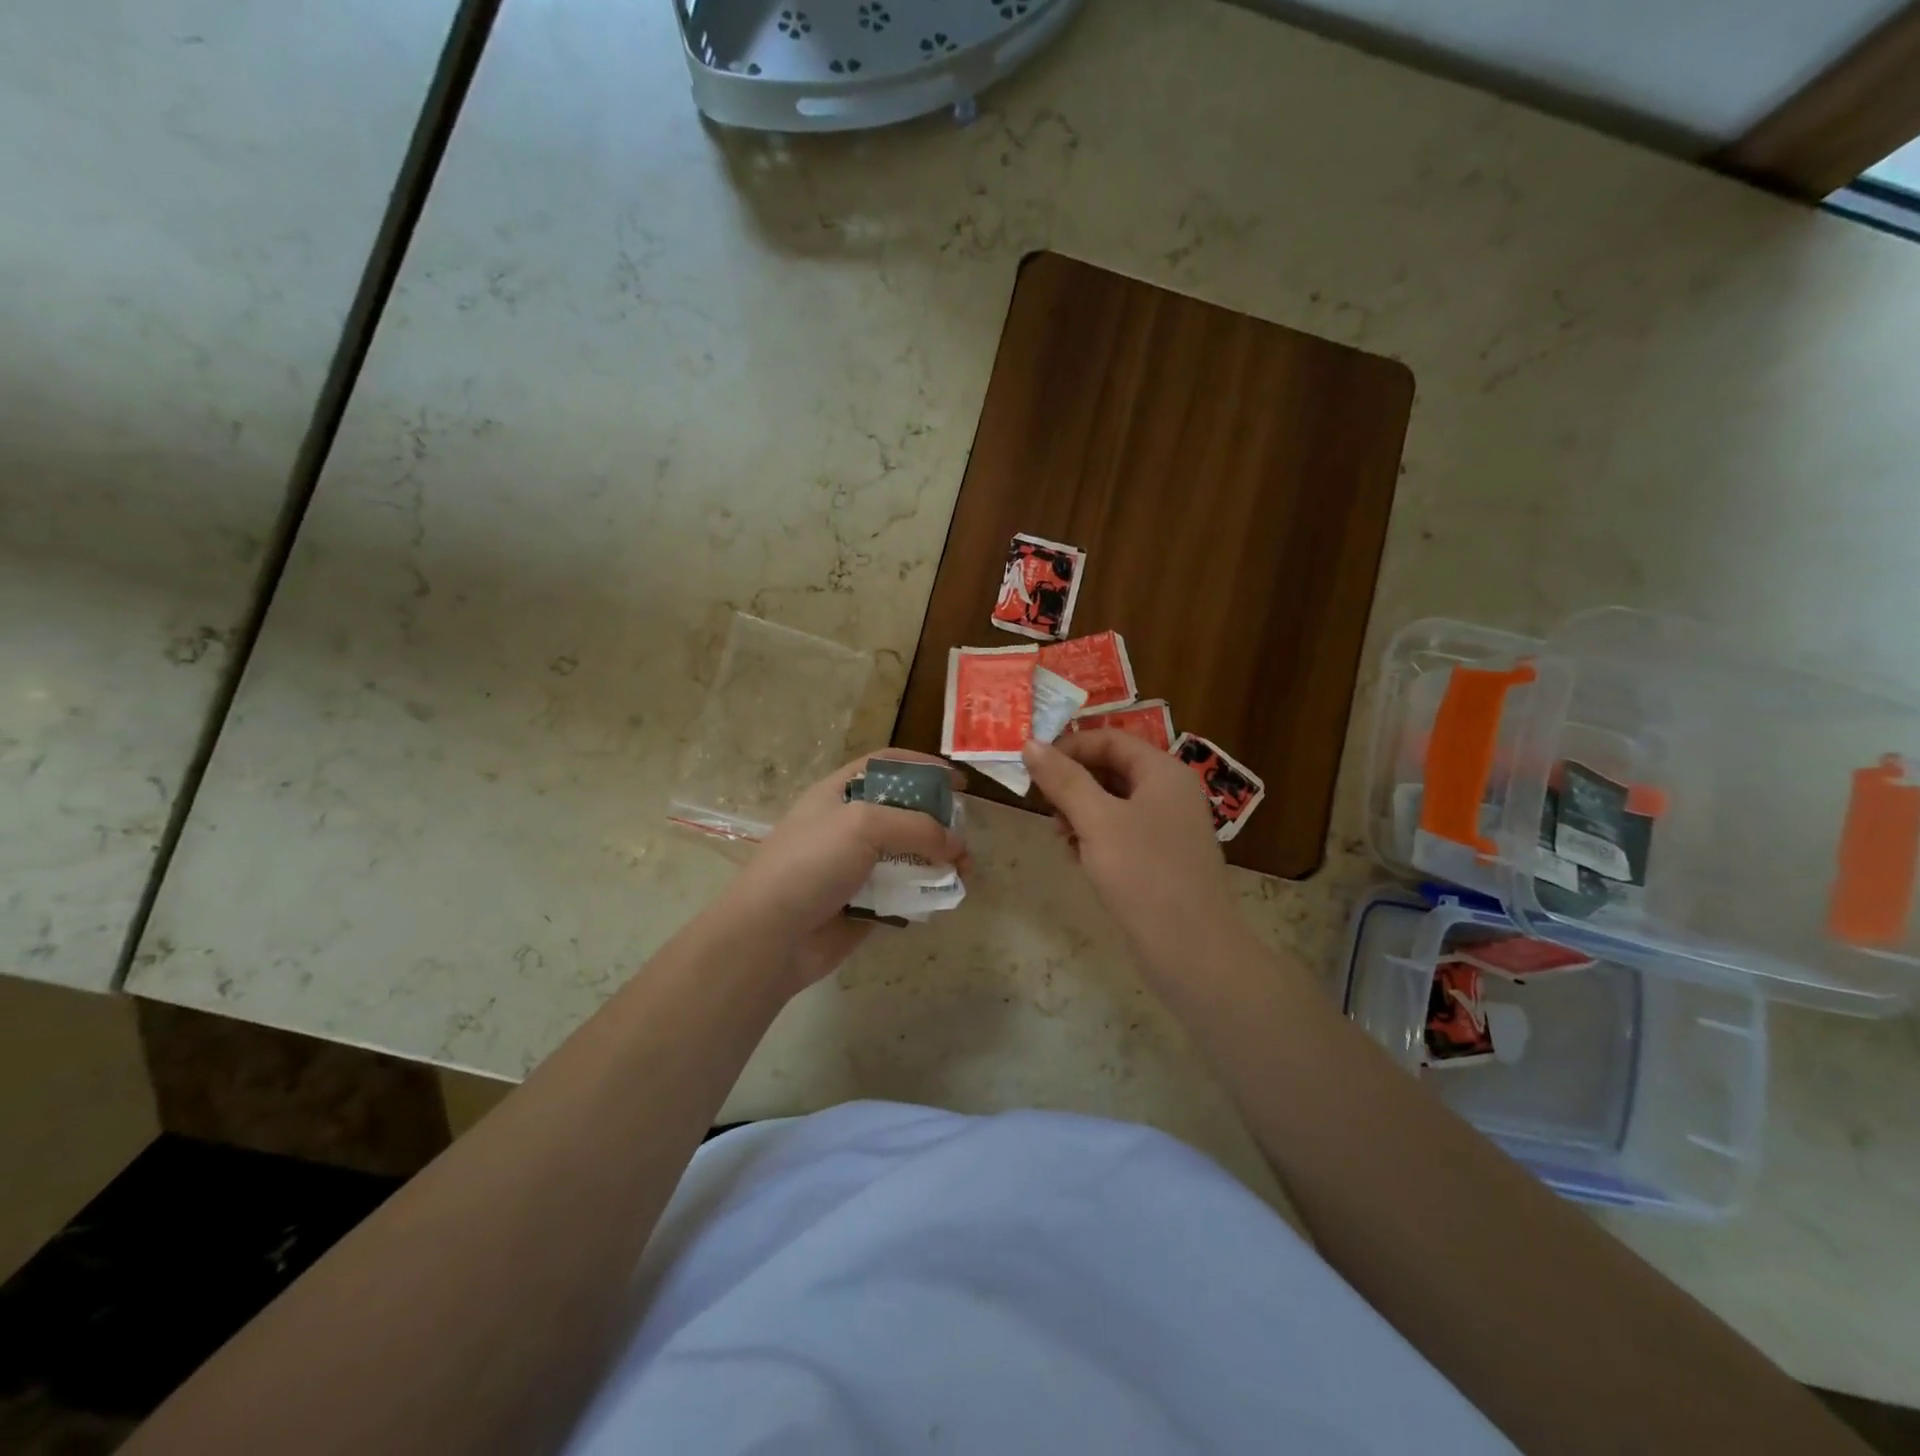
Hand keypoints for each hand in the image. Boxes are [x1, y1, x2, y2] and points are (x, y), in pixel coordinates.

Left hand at [713, 751, 969, 993]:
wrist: (772, 935)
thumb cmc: (811, 863)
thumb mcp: (863, 825)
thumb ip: (916, 827)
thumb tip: (956, 845)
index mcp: (840, 793)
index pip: (887, 765)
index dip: (923, 767)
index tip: (958, 782)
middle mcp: (850, 825)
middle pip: (904, 811)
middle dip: (939, 820)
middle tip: (964, 836)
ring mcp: (857, 865)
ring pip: (909, 854)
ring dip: (939, 860)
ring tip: (964, 872)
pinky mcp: (866, 902)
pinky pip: (904, 891)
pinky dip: (926, 892)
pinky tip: (943, 897)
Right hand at [1022, 732, 1248, 983]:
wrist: (1191, 948)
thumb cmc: (1144, 873)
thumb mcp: (1097, 820)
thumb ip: (1063, 779)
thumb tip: (1030, 743)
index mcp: (1163, 772)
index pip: (1110, 739)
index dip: (1070, 746)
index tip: (1033, 766)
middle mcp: (1169, 793)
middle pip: (1111, 769)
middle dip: (1072, 782)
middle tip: (1041, 804)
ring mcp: (1166, 828)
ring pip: (1112, 803)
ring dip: (1079, 811)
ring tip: (1059, 835)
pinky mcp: (1159, 859)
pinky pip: (1120, 833)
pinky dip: (1094, 837)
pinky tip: (1077, 857)